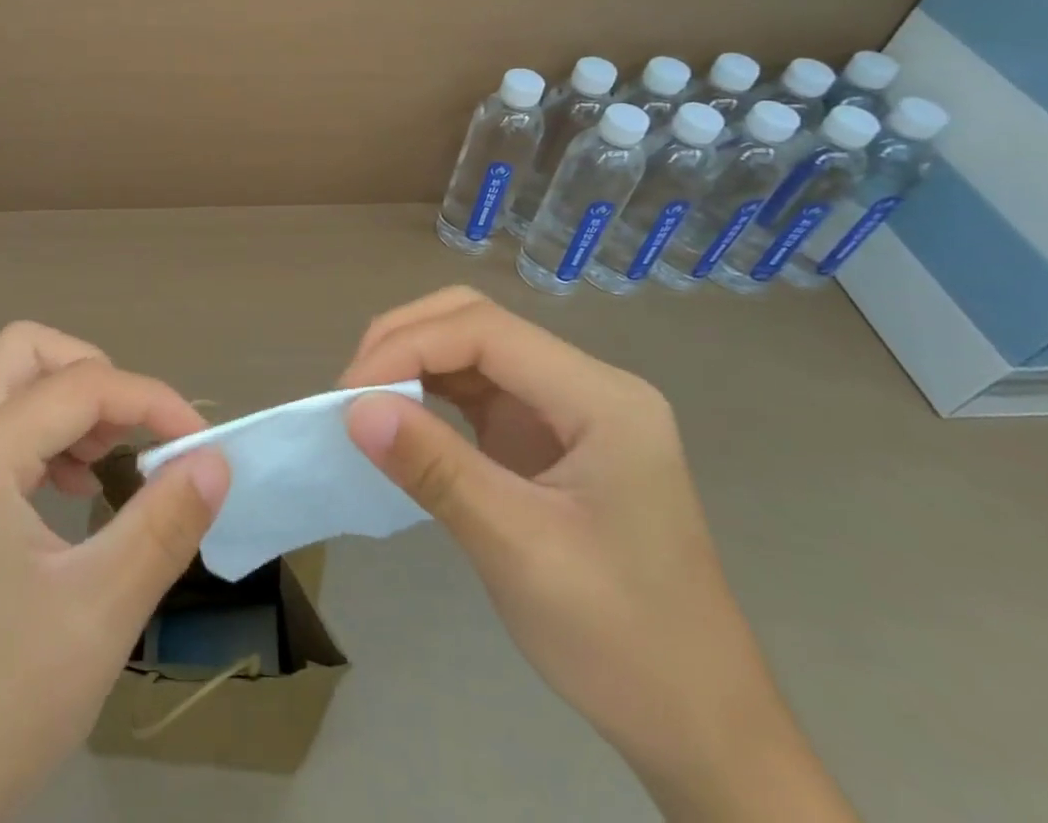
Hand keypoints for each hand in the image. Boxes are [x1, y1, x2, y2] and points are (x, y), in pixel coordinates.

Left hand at [0, 322, 229, 822]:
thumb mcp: (101, 609)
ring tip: (110, 464)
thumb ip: (165, 522)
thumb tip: (216, 459)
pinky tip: (76, 492)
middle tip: (134, 433)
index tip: (200, 444)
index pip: (80, 384)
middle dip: (94, 374)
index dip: (150, 399)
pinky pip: (2, 430)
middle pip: (26, 352)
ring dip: (71, 404)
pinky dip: (48, 437)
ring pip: (12, 386)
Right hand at [340, 288, 856, 822]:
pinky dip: (428, 393)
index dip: (408, 347)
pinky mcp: (545, 435)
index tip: (349, 395)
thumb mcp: (520, 551)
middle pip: (477, 321)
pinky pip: (475, 389)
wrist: (699, 727)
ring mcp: (566, 408)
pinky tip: (398, 418)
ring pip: (471, 348)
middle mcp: (585, 385)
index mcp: (601, 398)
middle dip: (405, 341)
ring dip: (411, 362)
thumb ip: (436, 469)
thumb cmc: (623, 641)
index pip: (485, 331)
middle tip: (351, 391)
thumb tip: (353, 410)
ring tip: (363, 402)